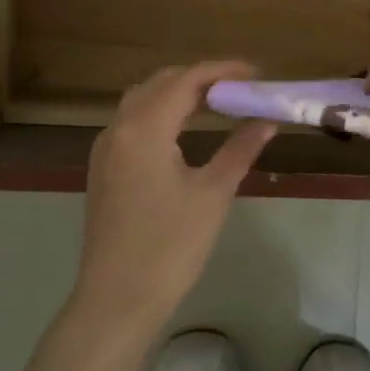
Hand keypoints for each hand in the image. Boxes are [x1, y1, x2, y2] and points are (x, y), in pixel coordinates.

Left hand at [74, 62, 275, 341]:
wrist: (118, 299)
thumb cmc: (171, 246)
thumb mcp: (213, 193)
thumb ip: (240, 149)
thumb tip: (266, 121)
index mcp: (144, 128)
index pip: (186, 80)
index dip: (222, 71)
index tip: (255, 74)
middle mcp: (118, 128)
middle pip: (160, 83)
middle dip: (200, 78)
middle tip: (239, 89)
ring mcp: (105, 149)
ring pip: (142, 101)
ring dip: (178, 94)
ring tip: (217, 105)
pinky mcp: (103, 169)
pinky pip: (132, 123)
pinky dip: (160, 114)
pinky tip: (184, 131)